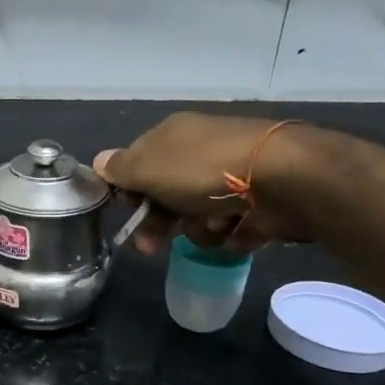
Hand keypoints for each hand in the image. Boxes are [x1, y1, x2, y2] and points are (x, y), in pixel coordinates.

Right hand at [94, 113, 315, 254]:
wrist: (285, 179)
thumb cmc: (205, 170)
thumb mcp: (149, 167)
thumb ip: (120, 168)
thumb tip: (98, 161)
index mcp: (174, 136)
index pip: (138, 162)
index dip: (129, 189)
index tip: (127, 209)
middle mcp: (202, 151)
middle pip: (167, 194)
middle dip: (158, 222)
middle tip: (150, 248)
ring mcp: (234, 176)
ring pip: (198, 215)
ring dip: (199, 228)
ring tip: (213, 226)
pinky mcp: (261, 202)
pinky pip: (233, 227)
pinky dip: (232, 233)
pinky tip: (239, 228)